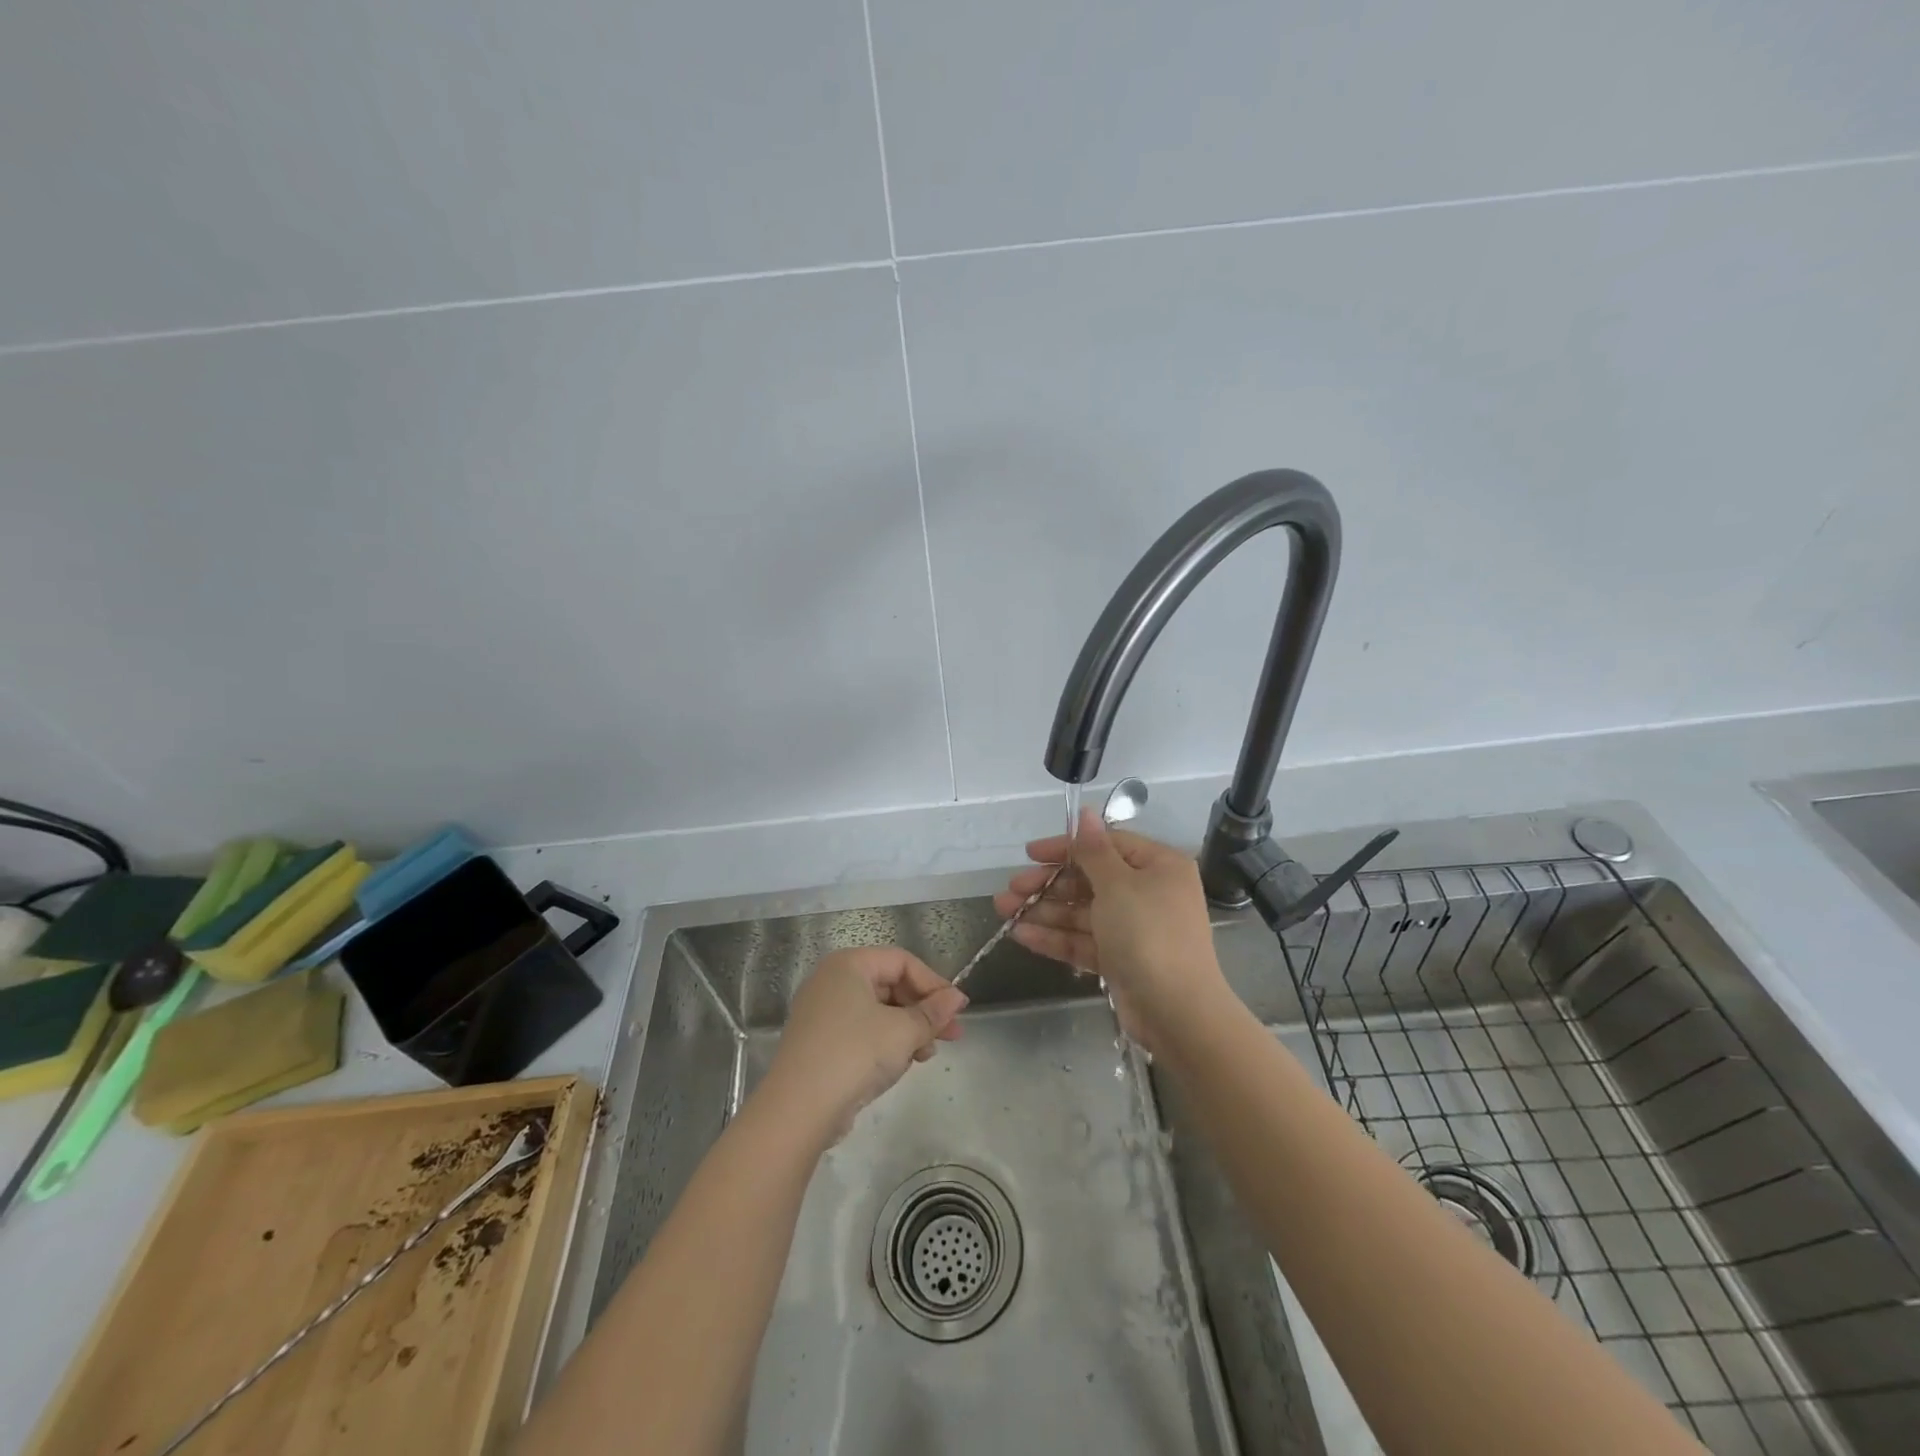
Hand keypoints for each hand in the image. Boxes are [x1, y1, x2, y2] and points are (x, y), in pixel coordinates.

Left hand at [759, 947, 966, 1141]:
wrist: (798, 1110)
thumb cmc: (854, 1054)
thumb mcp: (902, 1031)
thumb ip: (933, 1012)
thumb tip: (957, 997)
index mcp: (848, 965)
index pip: (902, 962)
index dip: (933, 983)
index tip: (957, 1010)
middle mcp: (831, 981)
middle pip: (890, 985)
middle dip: (923, 1010)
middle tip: (952, 1035)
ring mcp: (822, 1013)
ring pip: (878, 1012)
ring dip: (908, 1030)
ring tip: (926, 1055)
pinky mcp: (819, 1043)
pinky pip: (862, 1032)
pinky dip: (885, 1043)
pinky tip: (902, 1064)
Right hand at [994, 810, 1228, 1045]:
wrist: (1176, 1012)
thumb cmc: (1148, 934)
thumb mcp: (1118, 885)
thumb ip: (1094, 850)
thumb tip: (1086, 812)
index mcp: (1158, 866)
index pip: (1106, 845)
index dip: (1066, 847)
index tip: (1030, 853)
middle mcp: (1148, 893)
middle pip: (1089, 880)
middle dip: (1048, 885)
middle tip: (1011, 889)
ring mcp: (1134, 929)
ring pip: (1082, 912)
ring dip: (1044, 911)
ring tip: (1004, 911)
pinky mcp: (1121, 959)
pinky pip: (1084, 941)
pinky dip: (1055, 938)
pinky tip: (1021, 936)